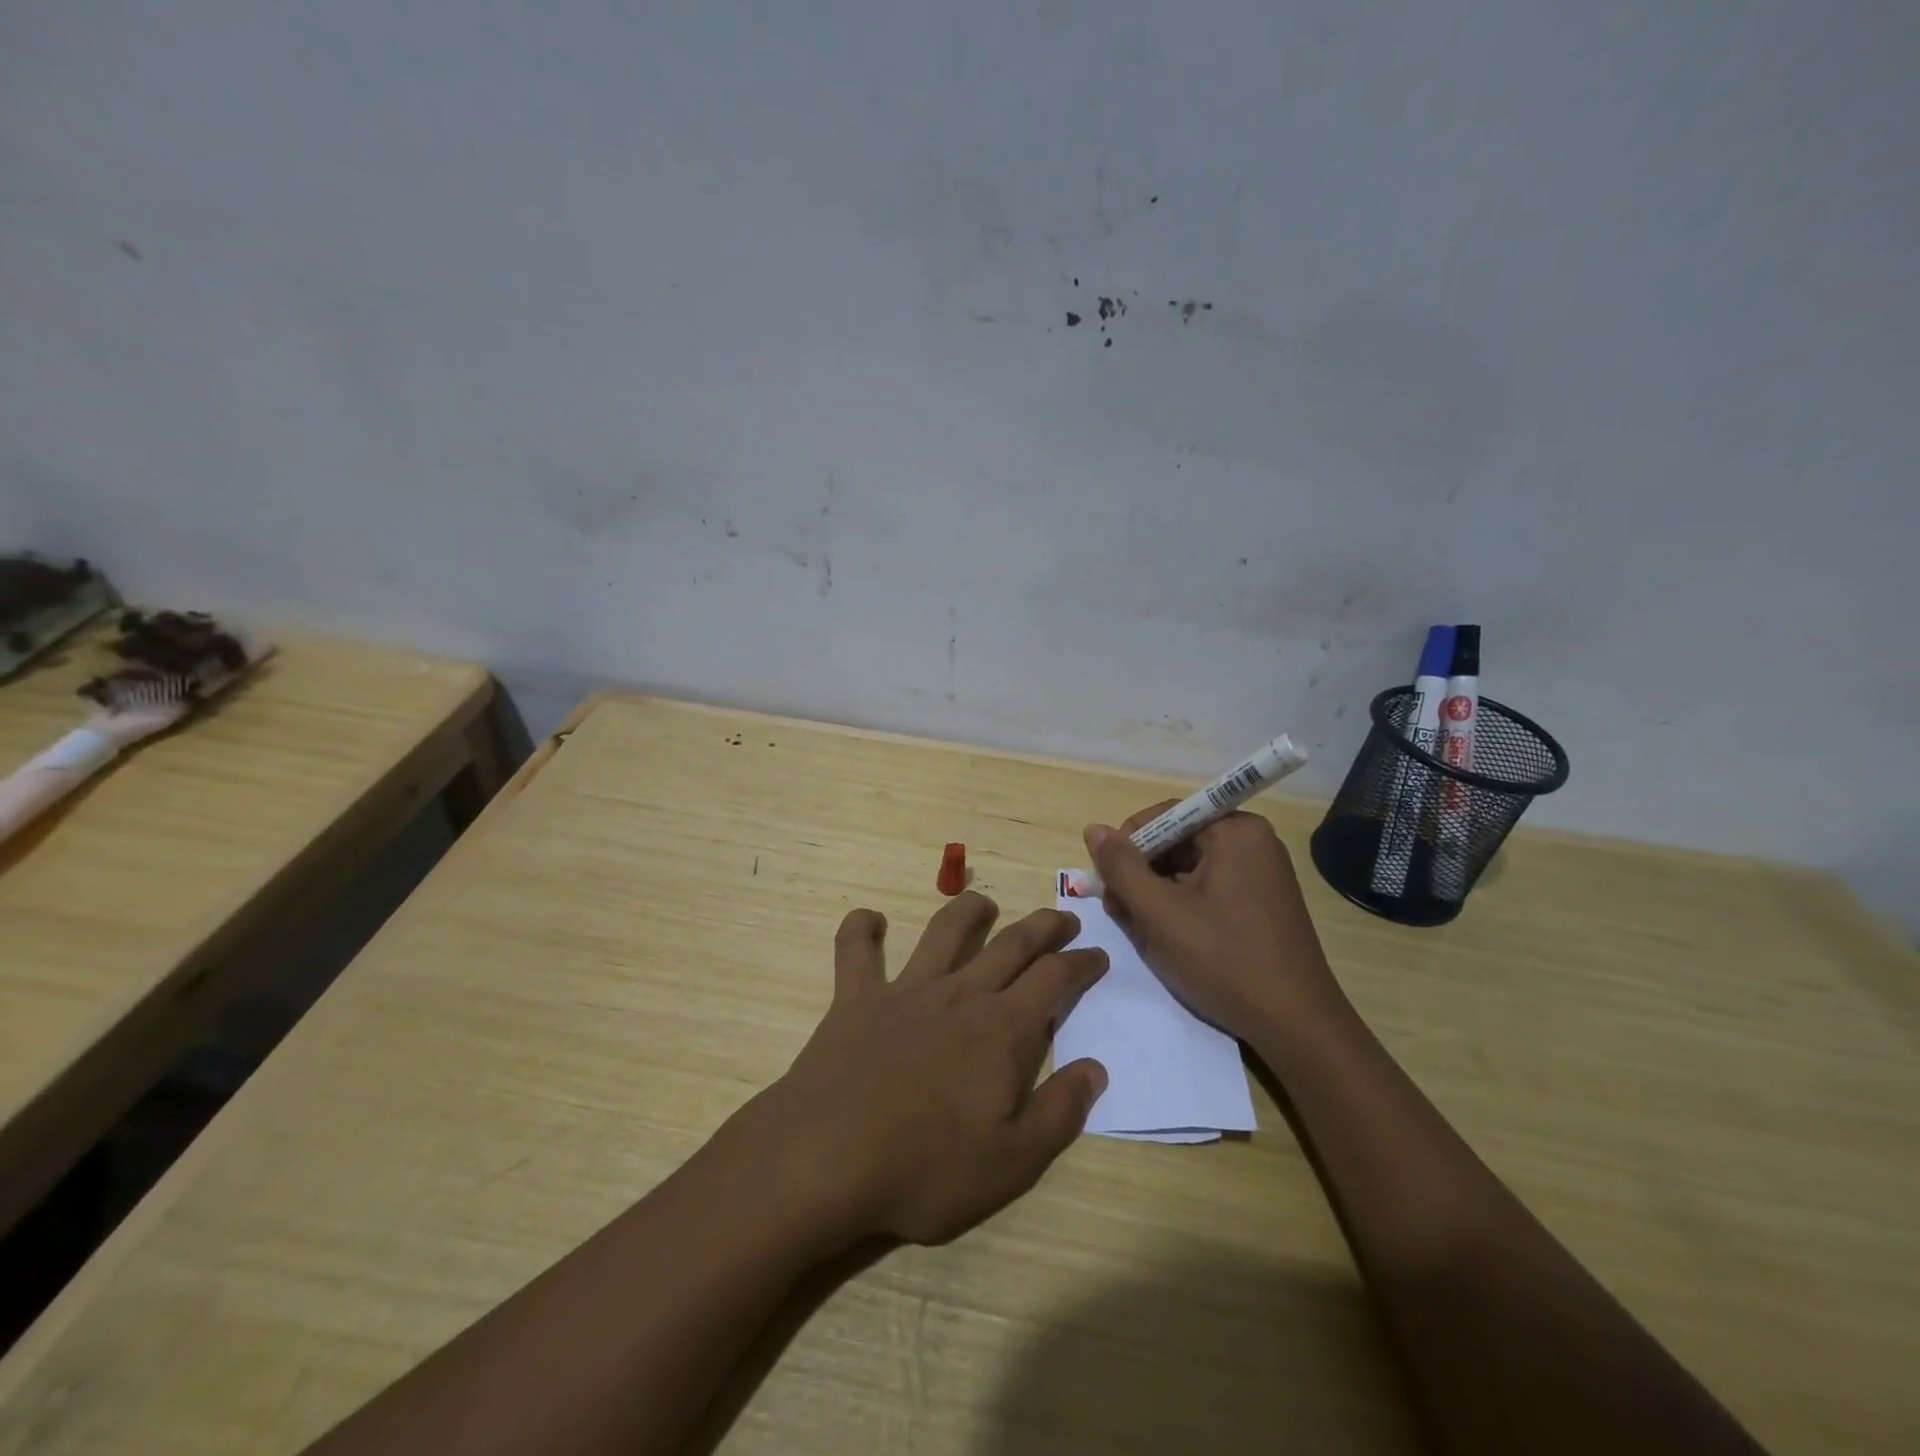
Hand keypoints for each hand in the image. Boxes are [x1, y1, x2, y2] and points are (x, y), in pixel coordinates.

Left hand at [756, 893, 1109, 1248]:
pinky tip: (869, 920)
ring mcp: (905, 990)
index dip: (1081, 963)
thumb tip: (1095, 1068)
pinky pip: (855, 951)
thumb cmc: (925, 1167)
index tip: (1097, 955)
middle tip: (1063, 918)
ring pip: (944, 931)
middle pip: (1011, 944)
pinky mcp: (856, 997)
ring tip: (985, 904)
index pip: (1055, 979)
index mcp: (1002, 1030)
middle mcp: (959, 994)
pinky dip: (861, 929)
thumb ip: (1060, 1112)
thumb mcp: (1012, 1162)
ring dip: (968, 910)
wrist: (828, 1158)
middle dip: (1043, 927)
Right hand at [1083, 806, 1343, 1044]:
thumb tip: (1094, 830)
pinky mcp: (1261, 902)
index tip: (1108, 880)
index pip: (1165, 815)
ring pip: (1189, 868)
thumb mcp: (1160, 913)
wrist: (1296, 1026)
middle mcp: (1253, 842)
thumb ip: (1121, 867)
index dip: (1129, 843)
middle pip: (1177, 841)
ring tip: (1139, 928)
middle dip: (1141, 872)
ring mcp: (1260, 873)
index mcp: (1236, 831)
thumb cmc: (1224, 961)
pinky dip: (1181, 906)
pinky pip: (1208, 888)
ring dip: (1156, 893)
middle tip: (1118, 910)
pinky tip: (1167, 936)